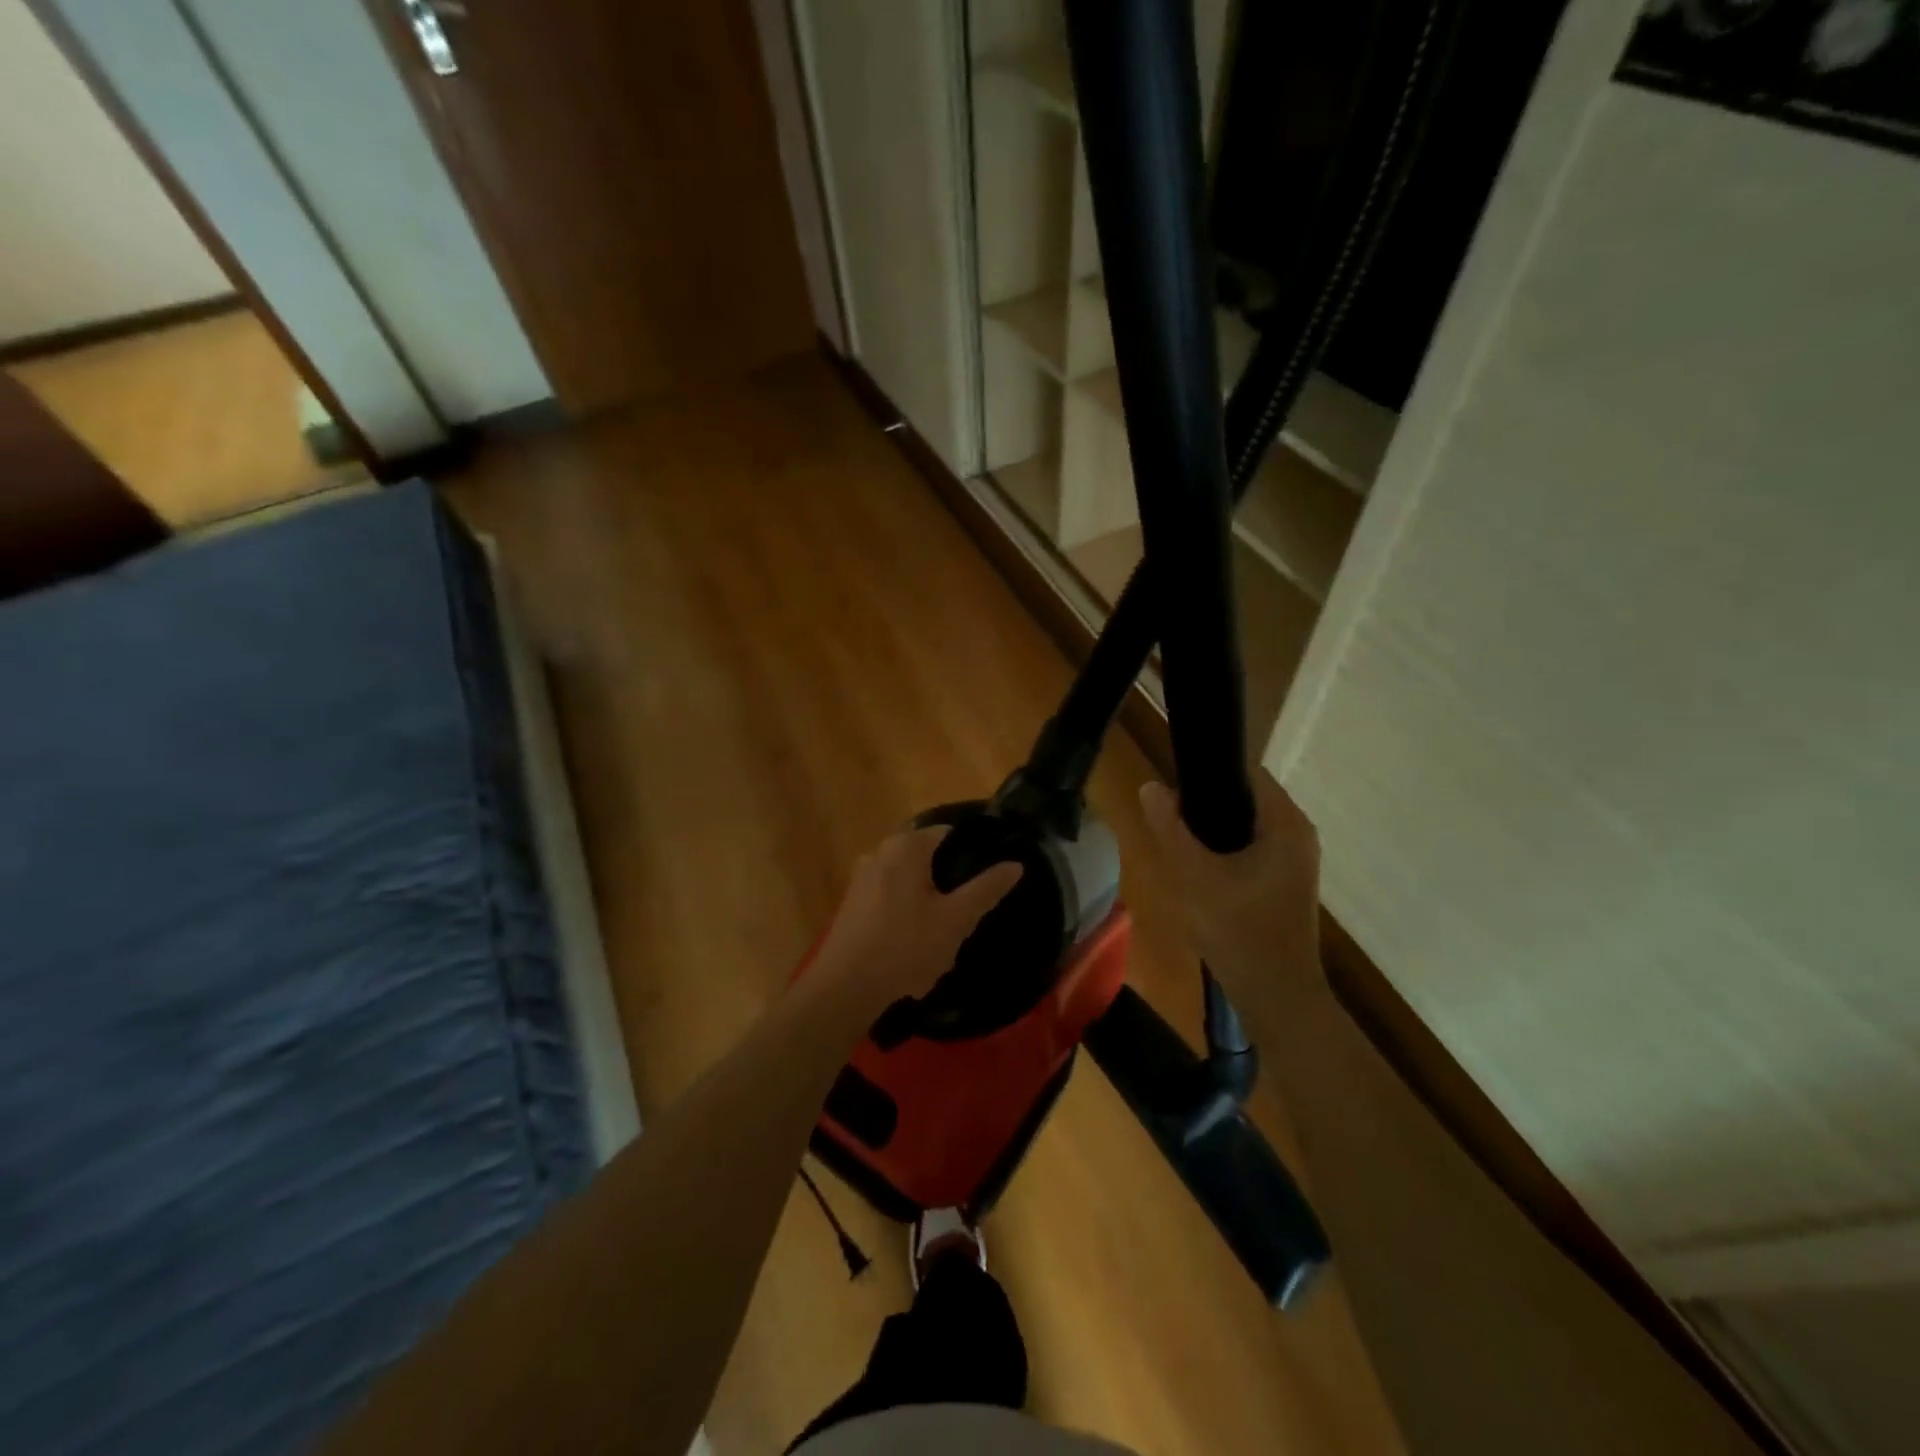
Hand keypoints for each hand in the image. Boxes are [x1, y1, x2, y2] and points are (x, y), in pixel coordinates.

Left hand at [809, 826, 1022, 1014]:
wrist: (844, 988)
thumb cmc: (905, 948)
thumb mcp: (956, 920)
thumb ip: (986, 889)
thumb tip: (1015, 864)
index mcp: (906, 846)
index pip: (949, 833)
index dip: (973, 851)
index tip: (991, 876)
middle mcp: (880, 852)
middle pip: (927, 856)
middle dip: (949, 879)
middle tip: (971, 907)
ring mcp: (862, 877)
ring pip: (908, 878)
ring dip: (928, 897)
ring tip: (947, 928)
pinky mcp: (852, 903)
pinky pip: (890, 895)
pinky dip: (907, 909)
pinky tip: (916, 940)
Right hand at [1138, 770, 1324, 1013]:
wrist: (1277, 998)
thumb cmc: (1240, 934)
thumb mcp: (1195, 877)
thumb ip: (1171, 829)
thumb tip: (1151, 786)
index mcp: (1286, 824)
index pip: (1246, 772)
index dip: (1208, 773)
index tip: (1173, 788)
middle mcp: (1298, 834)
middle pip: (1245, 797)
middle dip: (1206, 803)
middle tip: (1169, 820)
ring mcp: (1295, 859)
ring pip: (1245, 824)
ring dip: (1213, 828)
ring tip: (1178, 843)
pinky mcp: (1285, 879)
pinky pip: (1251, 846)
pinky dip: (1225, 848)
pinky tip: (1199, 868)